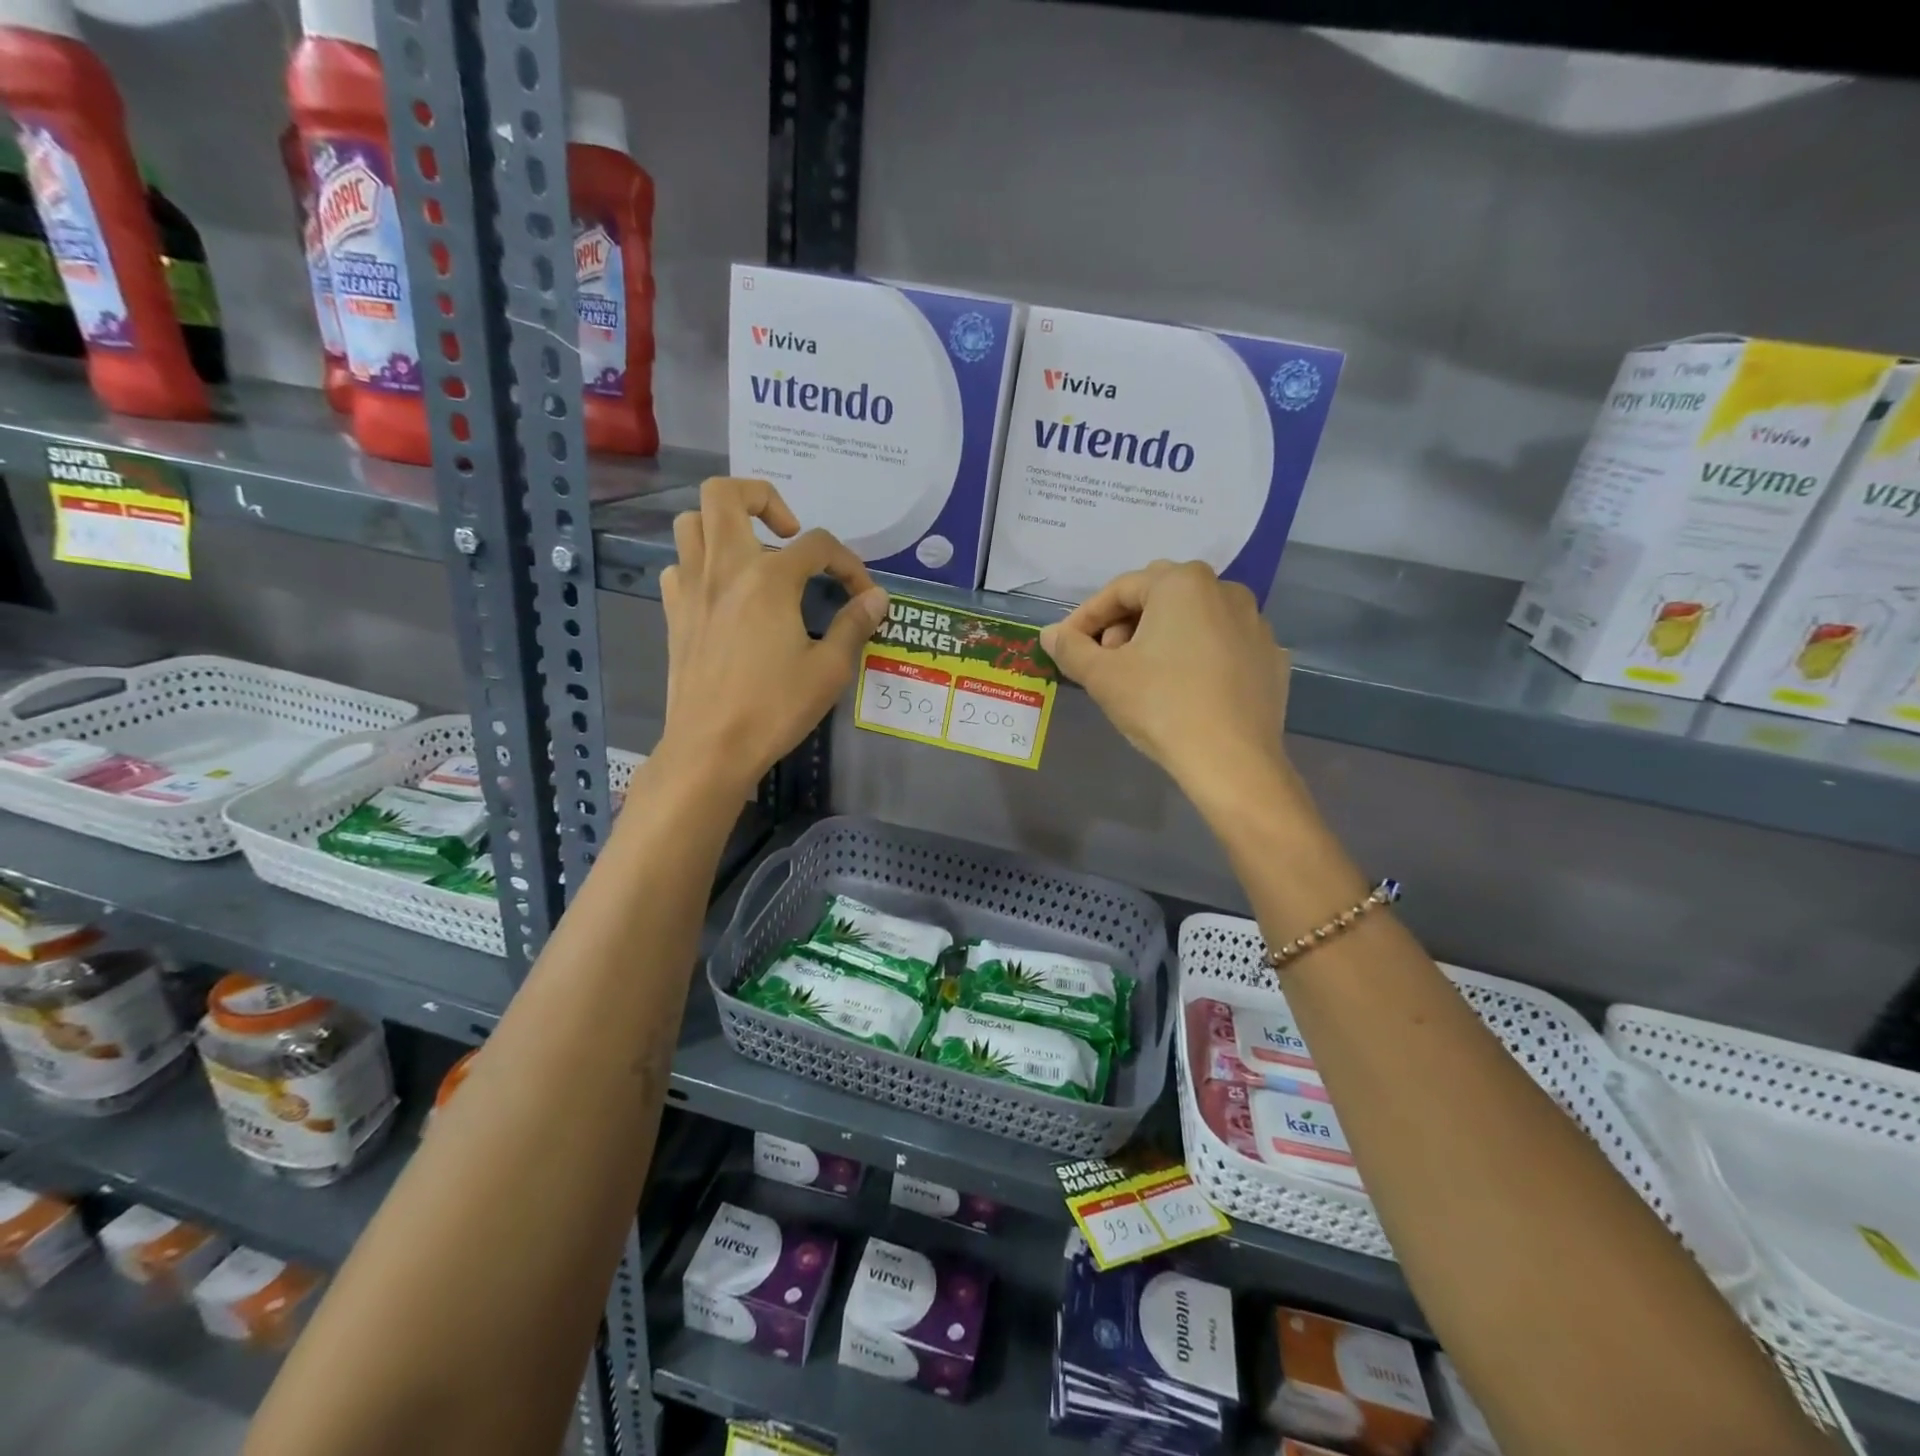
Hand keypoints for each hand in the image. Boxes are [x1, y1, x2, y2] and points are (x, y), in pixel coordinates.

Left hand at [655, 478, 888, 796]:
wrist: (711, 747)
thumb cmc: (775, 708)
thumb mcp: (828, 669)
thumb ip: (853, 625)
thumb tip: (877, 598)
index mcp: (768, 579)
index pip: (818, 545)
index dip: (848, 563)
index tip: (862, 594)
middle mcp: (725, 568)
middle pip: (725, 494)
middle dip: (762, 497)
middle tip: (788, 532)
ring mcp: (691, 588)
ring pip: (691, 522)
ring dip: (724, 526)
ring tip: (754, 556)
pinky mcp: (674, 613)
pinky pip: (679, 566)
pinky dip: (701, 565)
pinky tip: (724, 594)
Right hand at [1039, 561, 1291, 811]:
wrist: (1232, 761)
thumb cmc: (1161, 706)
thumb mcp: (1103, 677)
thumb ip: (1071, 648)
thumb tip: (1050, 634)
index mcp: (1182, 583)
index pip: (1120, 589)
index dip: (1086, 617)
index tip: (1067, 646)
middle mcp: (1225, 590)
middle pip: (1159, 598)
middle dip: (1125, 624)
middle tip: (1105, 661)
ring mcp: (1255, 623)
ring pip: (1193, 620)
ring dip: (1161, 639)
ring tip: (1143, 677)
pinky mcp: (1270, 657)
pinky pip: (1221, 645)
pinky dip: (1196, 657)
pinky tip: (1184, 691)